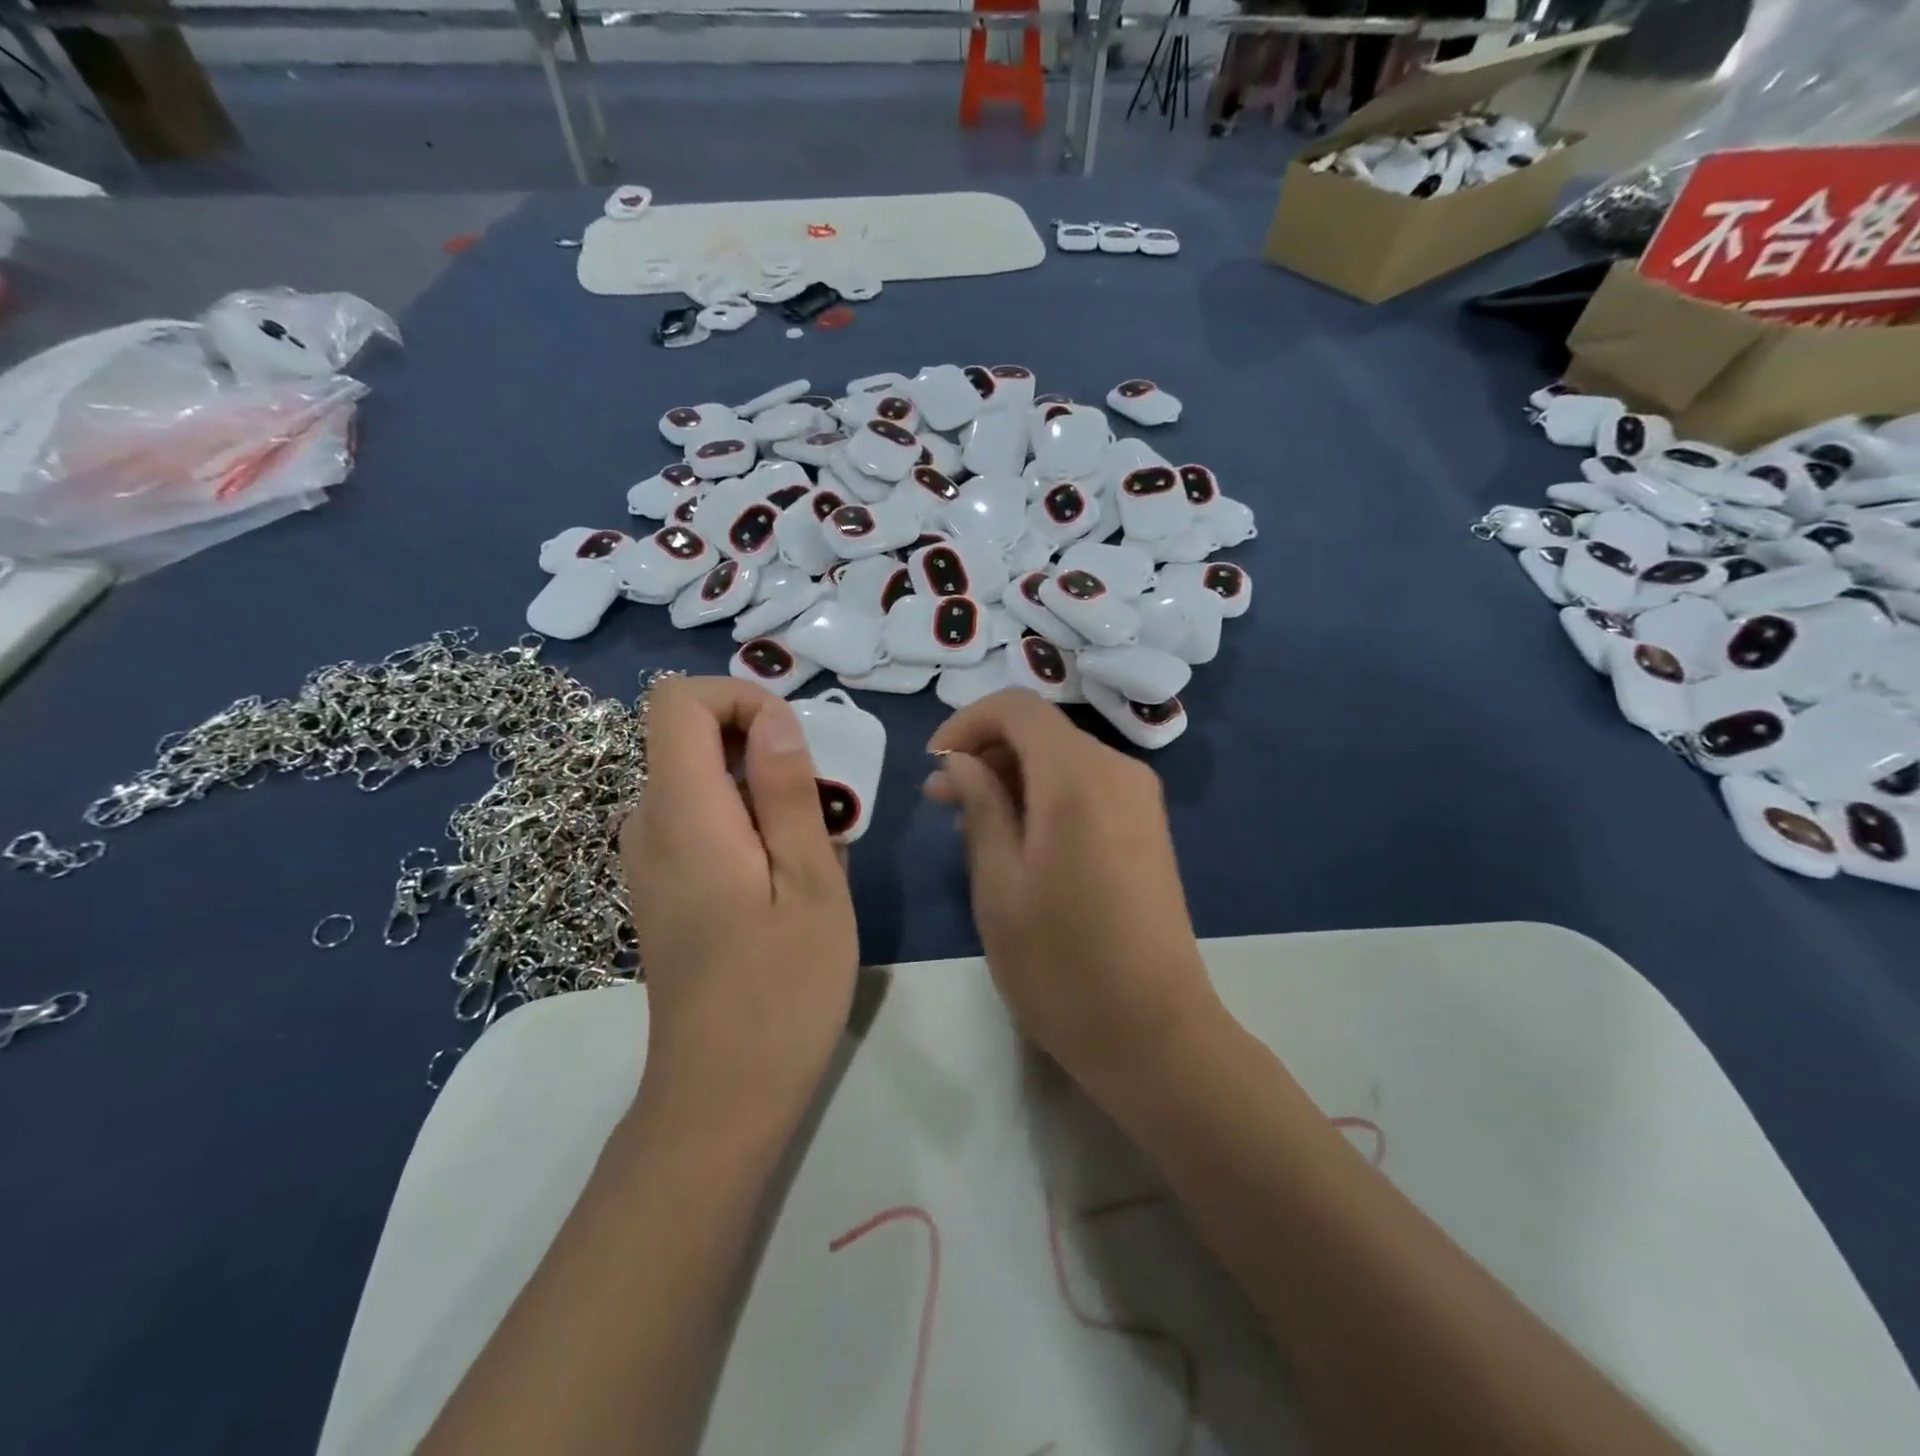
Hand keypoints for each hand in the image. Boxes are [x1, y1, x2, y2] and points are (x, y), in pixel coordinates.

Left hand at [620, 677, 857, 1114]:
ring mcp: (648, 858)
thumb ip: (788, 791)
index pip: (678, 700)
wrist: (722, 1095)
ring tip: (812, 847)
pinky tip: (785, 876)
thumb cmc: (782, 990)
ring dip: (761, 787)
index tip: (795, 743)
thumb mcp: (810, 883)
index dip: (739, 698)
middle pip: (689, 735)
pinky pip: (700, 817)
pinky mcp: (661, 885)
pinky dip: (746, 819)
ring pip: (700, 777)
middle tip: (821, 806)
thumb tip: (775, 719)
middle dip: (762, 746)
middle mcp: (648, 824)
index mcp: (683, 813)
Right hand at [924, 689, 1224, 1095]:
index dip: (967, 724)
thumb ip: (980, 806)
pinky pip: (1087, 788)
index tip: (933, 766)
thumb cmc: (1061, 963)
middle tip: (941, 801)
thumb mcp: (999, 883)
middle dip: (986, 753)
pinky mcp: (1148, 829)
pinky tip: (1018, 841)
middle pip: (1042, 732)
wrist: (1155, 1032)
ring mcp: (1140, 800)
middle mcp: (1118, 771)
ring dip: (1013, 778)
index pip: (1017, 708)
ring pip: (1063, 760)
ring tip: (970, 824)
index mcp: (1079, 776)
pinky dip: (1045, 797)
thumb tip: (961, 762)